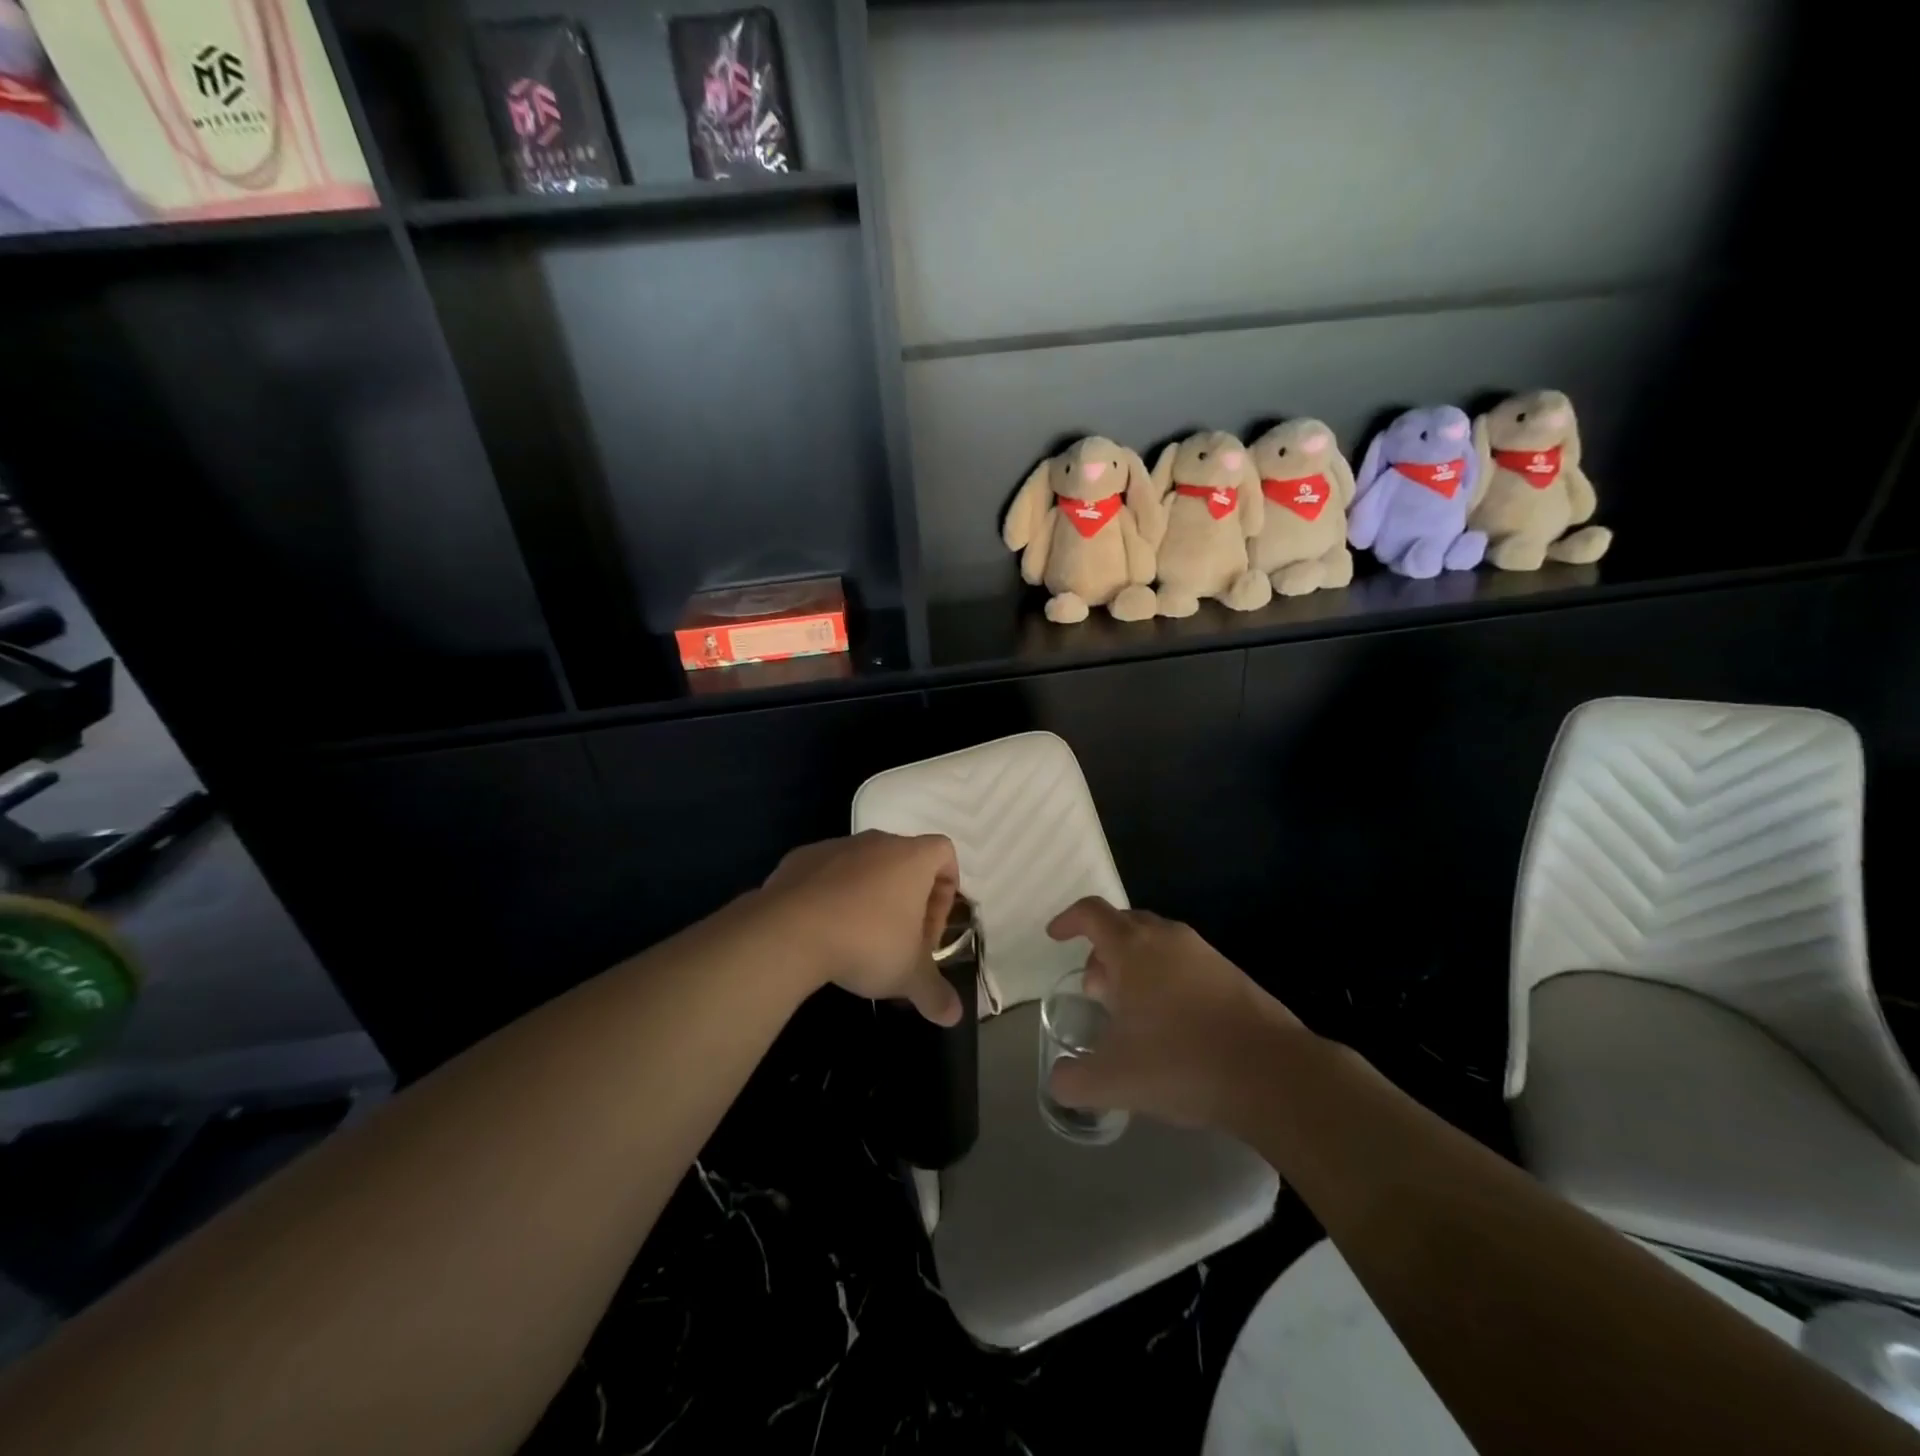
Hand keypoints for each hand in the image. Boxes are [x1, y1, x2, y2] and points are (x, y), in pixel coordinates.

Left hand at [759, 831, 962, 1025]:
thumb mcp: (907, 976)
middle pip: (903, 862)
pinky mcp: (800, 858)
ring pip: (864, 867)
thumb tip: (955, 1015)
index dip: (946, 892)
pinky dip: (830, 896)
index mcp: (911, 858)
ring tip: (856, 940)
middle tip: (898, 943)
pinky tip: (821, 930)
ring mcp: (835, 846)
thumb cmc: (866, 943)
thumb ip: (935, 993)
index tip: (929, 931)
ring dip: (868, 897)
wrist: (789, 931)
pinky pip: (826, 873)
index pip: (944, 854)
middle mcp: (876, 842)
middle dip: (906, 901)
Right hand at [1045, 897, 1307, 1129]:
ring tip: (1131, 1012)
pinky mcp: (1232, 975)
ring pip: (1157, 943)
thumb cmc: (1181, 1063)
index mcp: (1133, 948)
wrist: (1273, 1074)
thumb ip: (1072, 1081)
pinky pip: (1185, 963)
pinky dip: (1165, 979)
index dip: (1068, 920)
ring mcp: (1204, 954)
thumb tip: (1057, 1082)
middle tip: (1096, 991)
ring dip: (1135, 966)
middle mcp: (1168, 939)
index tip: (1055, 936)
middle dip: (1102, 950)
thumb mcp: (1113, 1081)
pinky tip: (1171, 1025)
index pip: (1091, 913)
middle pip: (1124, 925)